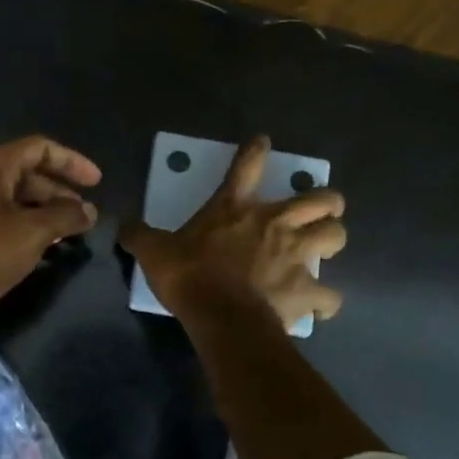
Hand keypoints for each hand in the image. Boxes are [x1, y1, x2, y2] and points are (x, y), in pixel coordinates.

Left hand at [0, 136, 100, 330]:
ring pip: (15, 199)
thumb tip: (89, 210)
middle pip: (27, 173)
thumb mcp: (30, 233)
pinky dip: (27, 227)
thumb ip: (65, 216)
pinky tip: (45, 249)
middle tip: (86, 216)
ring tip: (72, 233)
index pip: (38, 148)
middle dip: (60, 192)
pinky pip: (2, 219)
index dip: (71, 161)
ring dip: (45, 212)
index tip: (97, 183)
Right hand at [121, 134, 345, 330]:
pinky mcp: (306, 290)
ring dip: (333, 240)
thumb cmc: (189, 276)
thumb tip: (122, 223)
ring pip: (336, 237)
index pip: (247, 165)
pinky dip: (326, 302)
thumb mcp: (154, 252)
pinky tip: (319, 307)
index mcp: (236, 208)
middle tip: (319, 210)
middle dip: (327, 201)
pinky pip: (329, 298)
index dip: (256, 150)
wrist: (220, 316)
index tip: (264, 142)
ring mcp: (297, 256)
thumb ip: (139, 235)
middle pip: (321, 199)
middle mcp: (275, 224)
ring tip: (325, 248)